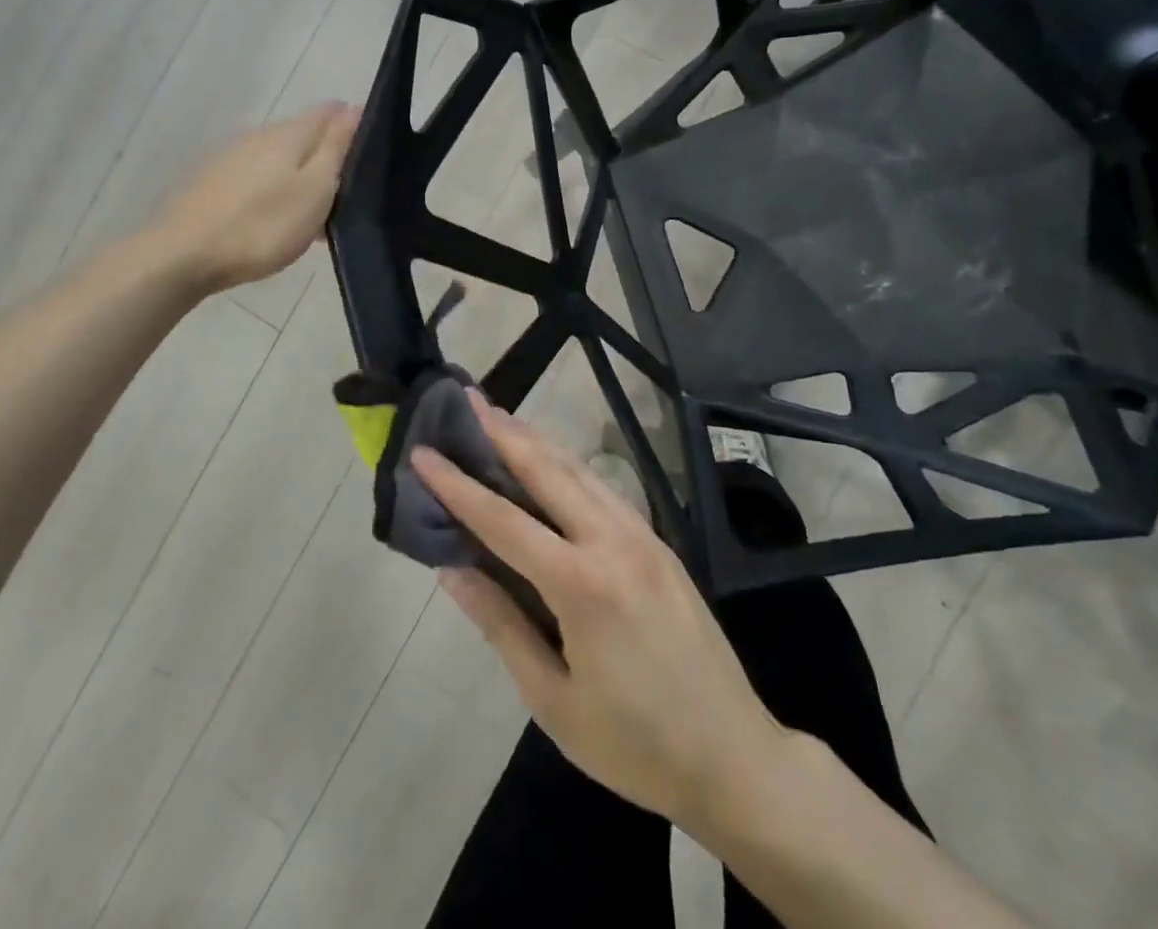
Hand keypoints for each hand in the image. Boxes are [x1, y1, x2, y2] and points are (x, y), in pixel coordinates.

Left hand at [158, 103, 360, 291]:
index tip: (370, 153)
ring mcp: (232, 157)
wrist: (183, 256)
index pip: (330, 111)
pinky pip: (258, 175)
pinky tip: (276, 217)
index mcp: (289, 134)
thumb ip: (335, 148)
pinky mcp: (213, 181)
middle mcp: (259, 135)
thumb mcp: (314, 190)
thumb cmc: (262, 227)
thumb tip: (354, 108)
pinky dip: (275, 189)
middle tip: (347, 193)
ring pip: (279, 156)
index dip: (354, 124)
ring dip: (300, 174)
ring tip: (314, 212)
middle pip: (303, 133)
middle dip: (327, 153)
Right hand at [412, 399, 793, 829]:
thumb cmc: (635, 744)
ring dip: (536, 440)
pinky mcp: (659, 543)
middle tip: (466, 400)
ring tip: (500, 416)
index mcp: (582, 585)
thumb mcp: (554, 700)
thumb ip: (501, 625)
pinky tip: (551, 460)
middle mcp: (613, 542)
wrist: (735, 757)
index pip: (503, 520)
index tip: (423, 452)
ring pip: (579, 470)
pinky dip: (568, 465)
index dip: (457, 485)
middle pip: (546, 470)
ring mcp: (642, 536)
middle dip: (502, 433)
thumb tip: (452, 569)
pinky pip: (604, 489)